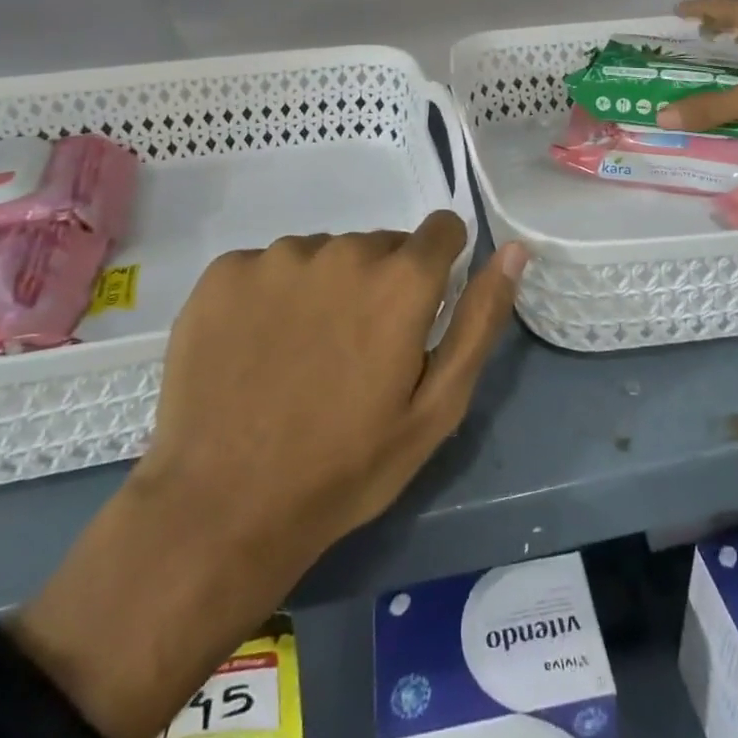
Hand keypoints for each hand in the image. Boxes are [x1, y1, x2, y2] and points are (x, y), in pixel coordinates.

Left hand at [10, 214, 525, 737]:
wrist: (222, 508)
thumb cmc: (346, 465)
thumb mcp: (437, 406)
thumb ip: (481, 318)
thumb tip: (515, 249)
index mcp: (400, 279)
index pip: (441, 228)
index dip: (440, 264)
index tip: (421, 309)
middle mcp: (341, 249)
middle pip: (380, 245)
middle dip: (382, 283)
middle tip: (359, 351)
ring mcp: (276, 257)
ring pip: (324, 254)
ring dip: (327, 288)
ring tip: (304, 355)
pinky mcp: (223, 273)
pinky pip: (268, 266)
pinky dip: (272, 296)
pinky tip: (258, 348)